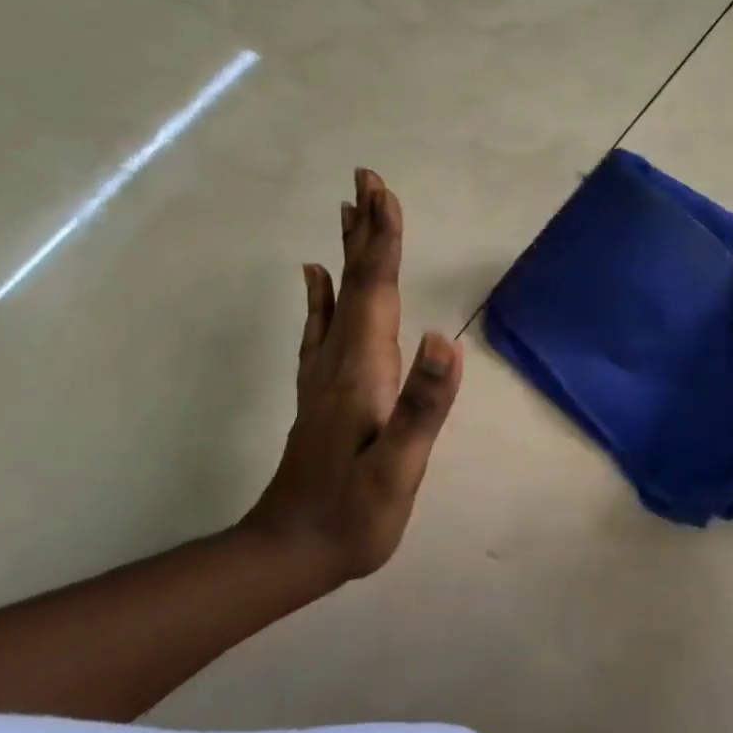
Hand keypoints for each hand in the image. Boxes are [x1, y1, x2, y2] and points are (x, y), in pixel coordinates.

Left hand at [241, 168, 463, 580]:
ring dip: (347, 251)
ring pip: (338, 296)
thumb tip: (442, 339)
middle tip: (365, 179)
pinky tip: (316, 277)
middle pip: (354, 281)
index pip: (374, 290)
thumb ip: (421, 404)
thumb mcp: (397, 467)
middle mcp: (339, 359)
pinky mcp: (321, 391)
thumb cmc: (353, 513)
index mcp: (361, 368)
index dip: (382, 241)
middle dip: (364, 229)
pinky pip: (321, 326)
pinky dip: (322, 294)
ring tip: (348, 211)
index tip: (383, 192)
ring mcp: (325, 374)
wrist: (289, 553)